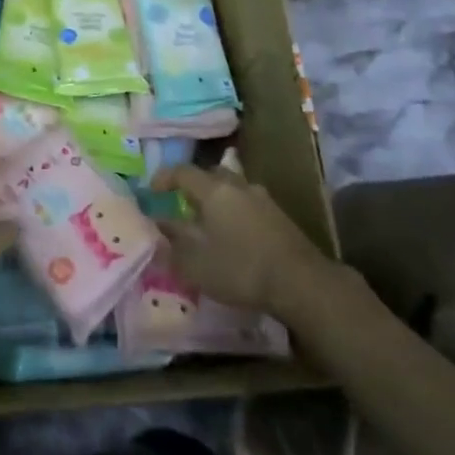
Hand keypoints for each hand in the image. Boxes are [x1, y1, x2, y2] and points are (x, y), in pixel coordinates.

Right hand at [153, 165, 345, 320]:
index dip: (164, 178)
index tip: (152, 190)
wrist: (302, 283)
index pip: (182, 171)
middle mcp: (237, 185)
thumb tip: (157, 224)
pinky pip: (248, 203)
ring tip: (209, 220)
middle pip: (210, 174)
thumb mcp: (196, 263)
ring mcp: (262, 198)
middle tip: (181, 203)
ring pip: (232, 188)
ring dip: (217, 198)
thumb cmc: (240, 269)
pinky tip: (235, 234)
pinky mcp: (279, 216)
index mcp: (213, 189)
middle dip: (192, 185)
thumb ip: (173, 242)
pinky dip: (235, 211)